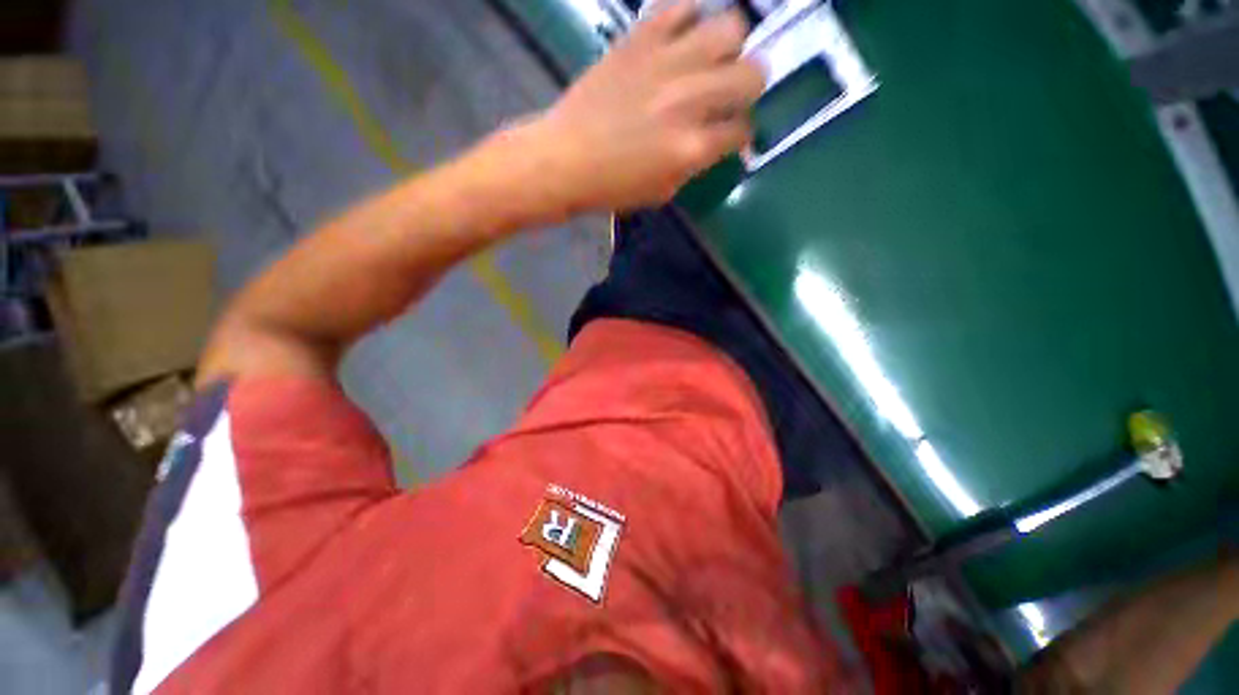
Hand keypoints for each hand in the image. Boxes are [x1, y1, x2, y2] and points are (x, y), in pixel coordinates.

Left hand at [530, 1, 764, 212]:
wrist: (565, 160)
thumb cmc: (613, 186)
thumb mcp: (662, 191)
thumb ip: (695, 163)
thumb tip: (713, 141)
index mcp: (692, 148)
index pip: (742, 130)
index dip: (741, 134)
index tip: (731, 133)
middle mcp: (689, 101)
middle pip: (752, 73)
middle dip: (748, 86)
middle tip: (729, 93)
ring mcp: (666, 63)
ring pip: (730, 27)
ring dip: (728, 46)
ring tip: (709, 59)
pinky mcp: (640, 37)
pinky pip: (681, 4)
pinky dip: (689, 16)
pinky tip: (681, 36)